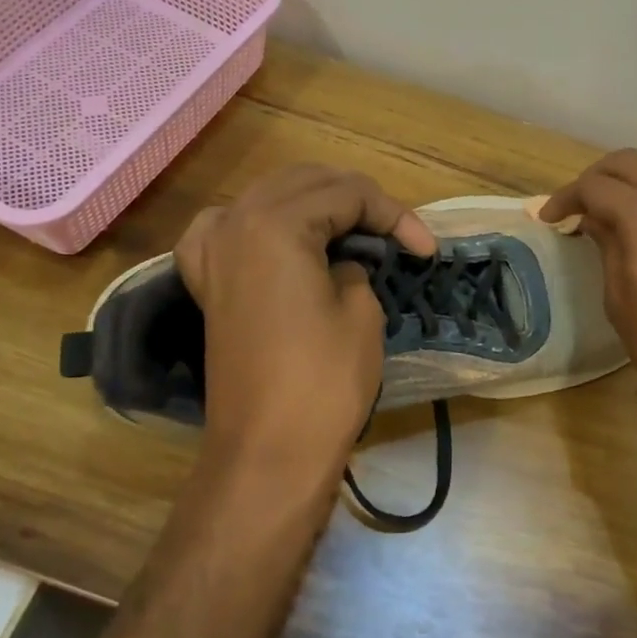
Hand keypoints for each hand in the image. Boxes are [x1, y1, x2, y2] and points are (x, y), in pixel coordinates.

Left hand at [174, 165, 435, 483]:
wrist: (267, 453)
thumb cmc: (322, 382)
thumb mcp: (360, 312)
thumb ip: (355, 268)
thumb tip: (343, 264)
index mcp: (275, 223)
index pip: (347, 195)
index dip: (394, 215)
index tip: (427, 249)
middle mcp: (235, 223)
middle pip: (305, 184)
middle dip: (357, 201)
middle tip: (396, 234)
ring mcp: (213, 253)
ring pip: (269, 198)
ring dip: (313, 204)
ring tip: (350, 227)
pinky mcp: (208, 284)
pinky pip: (227, 230)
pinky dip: (258, 222)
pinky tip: (275, 234)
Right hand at [540, 150, 636, 375]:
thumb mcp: (617, 294)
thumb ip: (606, 245)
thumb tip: (596, 221)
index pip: (594, 186)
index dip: (565, 198)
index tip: (549, 218)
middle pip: (629, 162)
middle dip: (596, 176)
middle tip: (577, 203)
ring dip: (630, 177)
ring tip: (611, 205)